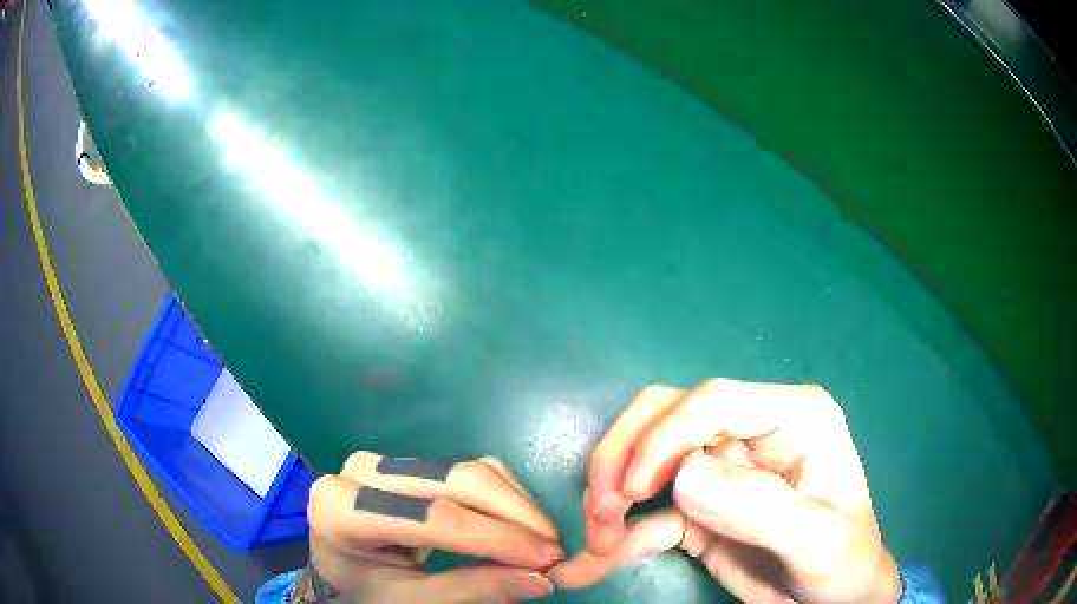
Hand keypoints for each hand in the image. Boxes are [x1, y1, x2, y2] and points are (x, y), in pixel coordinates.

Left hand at [294, 452, 564, 602]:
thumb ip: (474, 588)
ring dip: (515, 505)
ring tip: (543, 541)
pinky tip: (520, 524)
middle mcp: (359, 472)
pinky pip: (463, 470)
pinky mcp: (404, 464)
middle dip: (515, 515)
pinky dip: (501, 496)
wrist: (341, 573)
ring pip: (466, 470)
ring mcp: (382, 462)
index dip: (497, 538)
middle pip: (455, 481)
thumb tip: (542, 579)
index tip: (549, 559)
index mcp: (340, 509)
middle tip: (555, 549)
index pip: (433, 518)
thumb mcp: (414, 601)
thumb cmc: (367, 593)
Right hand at [550, 379, 900, 603]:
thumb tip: (684, 478)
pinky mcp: (700, 510)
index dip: (664, 436)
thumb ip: (764, 510)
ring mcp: (723, 471)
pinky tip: (590, 567)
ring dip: (609, 498)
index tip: (629, 490)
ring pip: (644, 460)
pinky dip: (615, 537)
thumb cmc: (844, 564)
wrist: (834, 600)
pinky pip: (646, 514)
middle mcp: (752, 433)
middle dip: (623, 459)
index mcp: (793, 417)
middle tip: (601, 512)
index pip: (715, 401)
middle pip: (666, 417)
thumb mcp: (819, 543)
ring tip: (598, 544)